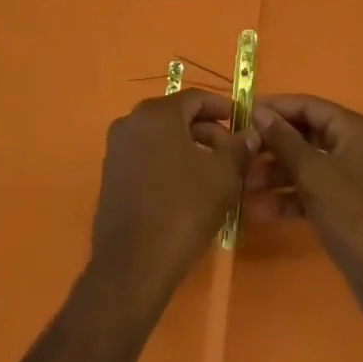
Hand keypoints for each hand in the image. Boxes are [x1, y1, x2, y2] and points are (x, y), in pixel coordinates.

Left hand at [89, 91, 255, 315]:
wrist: (133, 264)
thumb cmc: (182, 210)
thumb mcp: (222, 177)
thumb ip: (238, 148)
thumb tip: (251, 133)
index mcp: (156, 113)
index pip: (196, 98)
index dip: (224, 108)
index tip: (244, 124)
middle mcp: (131, 121)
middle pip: (177, 116)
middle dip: (209, 131)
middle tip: (234, 154)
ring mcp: (117, 148)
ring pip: (162, 138)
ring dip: (191, 149)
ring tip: (216, 174)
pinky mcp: (111, 174)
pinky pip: (147, 156)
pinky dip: (170, 163)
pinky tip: (190, 189)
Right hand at [247, 94, 362, 322]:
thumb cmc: (352, 214)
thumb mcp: (314, 173)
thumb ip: (284, 140)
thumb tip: (259, 112)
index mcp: (355, 129)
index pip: (308, 106)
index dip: (274, 108)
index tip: (240, 114)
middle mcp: (354, 146)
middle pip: (304, 135)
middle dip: (270, 146)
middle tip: (238, 153)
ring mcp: (350, 177)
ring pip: (304, 165)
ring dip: (273, 174)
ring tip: (240, 185)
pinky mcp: (343, 205)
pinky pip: (310, 190)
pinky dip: (287, 198)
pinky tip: (257, 210)